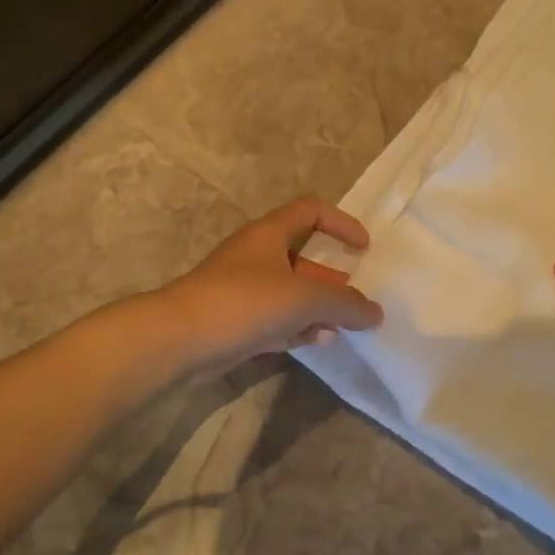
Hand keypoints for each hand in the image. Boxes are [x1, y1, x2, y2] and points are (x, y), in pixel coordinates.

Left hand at [157, 199, 384, 378]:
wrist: (179, 339)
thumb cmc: (243, 302)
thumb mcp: (302, 298)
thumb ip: (344, 304)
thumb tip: (375, 312)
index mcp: (269, 235)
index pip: (310, 212)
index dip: (341, 223)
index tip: (364, 248)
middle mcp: (256, 256)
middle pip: (303, 258)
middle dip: (332, 278)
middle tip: (356, 300)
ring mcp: (243, 290)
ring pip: (290, 293)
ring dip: (317, 308)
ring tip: (342, 327)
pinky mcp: (235, 321)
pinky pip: (275, 319)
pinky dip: (297, 328)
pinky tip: (317, 342)